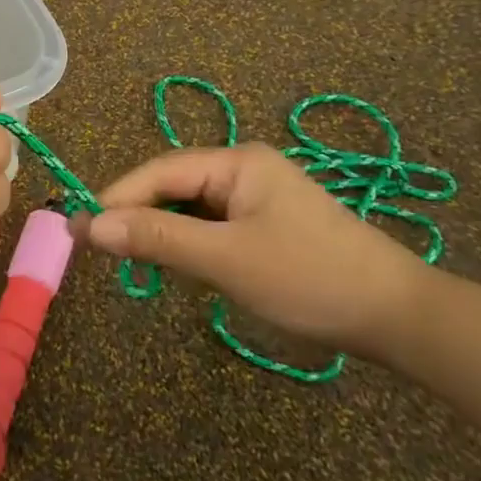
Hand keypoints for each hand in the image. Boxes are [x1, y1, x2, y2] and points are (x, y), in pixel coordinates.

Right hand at [76, 145, 426, 356]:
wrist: (400, 318)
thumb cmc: (309, 279)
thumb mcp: (226, 260)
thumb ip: (157, 239)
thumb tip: (90, 226)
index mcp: (237, 162)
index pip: (159, 172)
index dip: (117, 199)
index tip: (80, 229)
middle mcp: (244, 169)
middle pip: (173, 187)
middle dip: (138, 216)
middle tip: (102, 251)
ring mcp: (259, 198)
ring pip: (191, 209)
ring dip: (163, 232)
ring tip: (134, 261)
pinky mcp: (268, 226)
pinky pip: (212, 227)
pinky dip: (190, 244)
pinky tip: (181, 266)